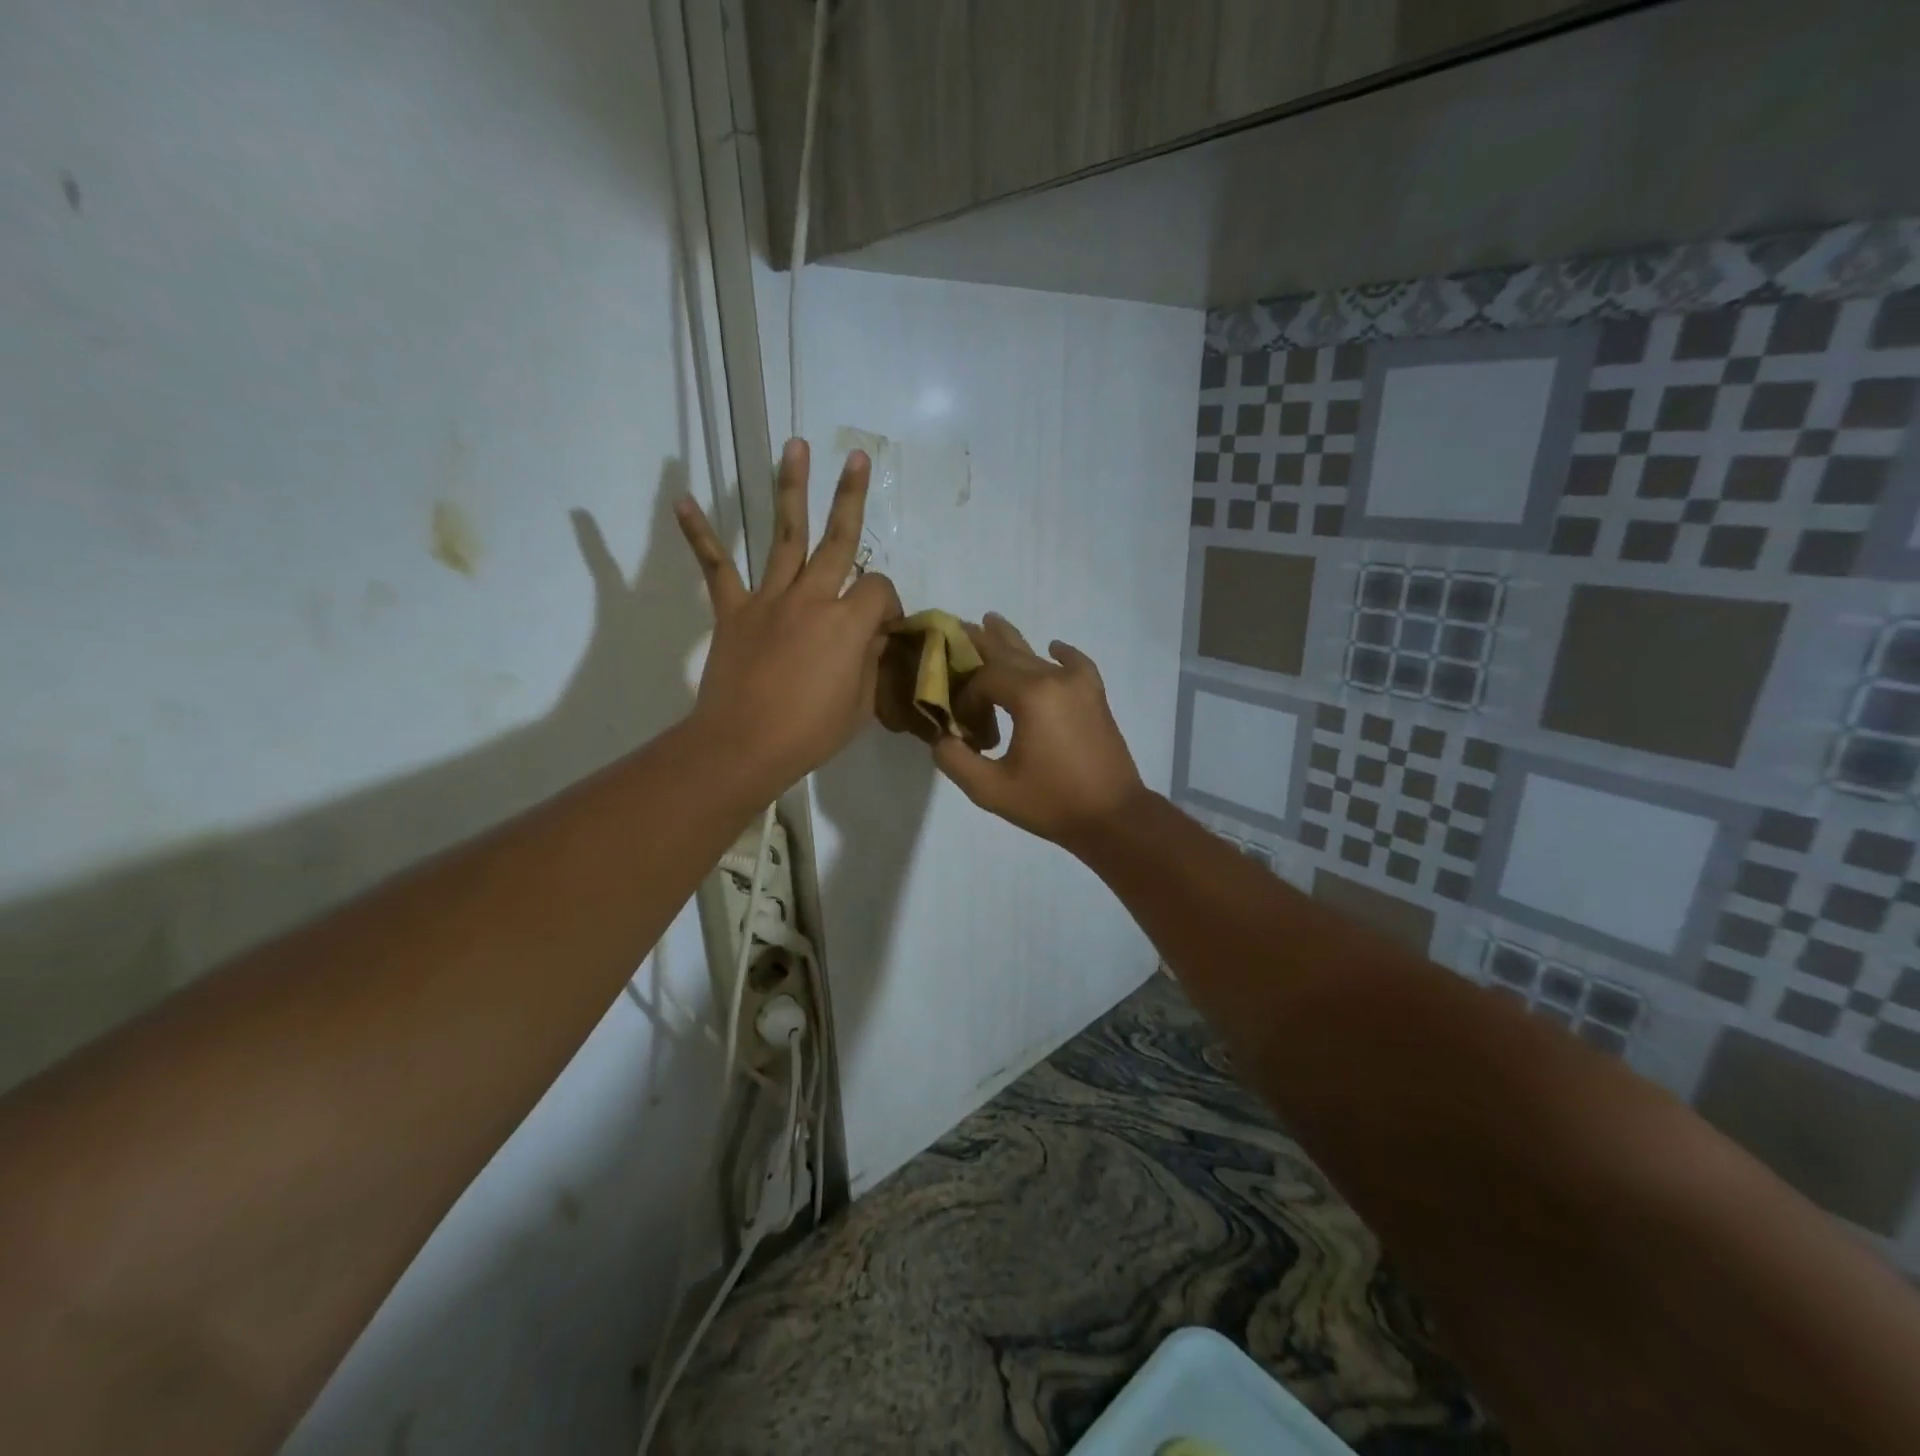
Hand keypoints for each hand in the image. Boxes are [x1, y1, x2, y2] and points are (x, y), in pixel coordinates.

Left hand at [676, 439, 902, 790]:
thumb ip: (869, 662)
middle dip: (851, 496)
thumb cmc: (810, 734)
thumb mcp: (861, 706)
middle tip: (858, 456)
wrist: (744, 747)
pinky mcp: (733, 611)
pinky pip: (716, 567)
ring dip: (790, 488)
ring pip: (785, 535)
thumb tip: (872, 636)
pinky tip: (682, 501)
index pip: (879, 590)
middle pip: (839, 538)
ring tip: (795, 445)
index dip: (889, 604)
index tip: (885, 629)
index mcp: (848, 622)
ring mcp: (769, 599)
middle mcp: (812, 597)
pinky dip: (700, 535)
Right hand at [932, 613, 1146, 850]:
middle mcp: (1055, 679)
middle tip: (957, 626)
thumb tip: (941, 737)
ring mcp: (1079, 685)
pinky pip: (1076, 664)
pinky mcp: (1095, 697)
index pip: (984, 678)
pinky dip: (1061, 654)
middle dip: (980, 642)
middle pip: (1009, 652)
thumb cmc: (1051, 803)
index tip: (962, 726)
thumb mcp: (991, 790)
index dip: (965, 697)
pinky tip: (1054, 646)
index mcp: (1030, 696)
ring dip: (1012, 641)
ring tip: (991, 620)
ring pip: (1037, 655)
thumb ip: (956, 760)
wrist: (1113, 817)